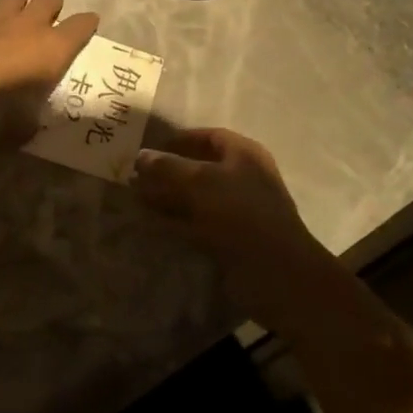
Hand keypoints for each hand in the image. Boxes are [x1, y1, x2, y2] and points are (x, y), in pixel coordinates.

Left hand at [0, 0, 98, 151]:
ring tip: (18, 11)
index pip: (82, 25)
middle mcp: (30, 25)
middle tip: (48, 21)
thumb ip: (34, 114)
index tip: (88, 26)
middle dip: (52, 6)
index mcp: (54, 49)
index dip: (87, 24)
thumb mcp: (27, 125)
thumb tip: (30, 119)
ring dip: (20, 1)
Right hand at [133, 128, 333, 328]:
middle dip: (168, 171)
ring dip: (167, 197)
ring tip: (135, 198)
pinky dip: (175, 221)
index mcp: (244, 155)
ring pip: (195, 198)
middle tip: (135, 176)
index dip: (180, 140)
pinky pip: (197, 223)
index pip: (209, 137)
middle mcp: (242, 178)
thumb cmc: (241, 214)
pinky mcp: (229, 239)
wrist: (277, 274)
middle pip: (199, 168)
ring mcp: (236, 211)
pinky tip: (150, 222)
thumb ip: (169, 168)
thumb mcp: (201, 183)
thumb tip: (140, 156)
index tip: (150, 148)